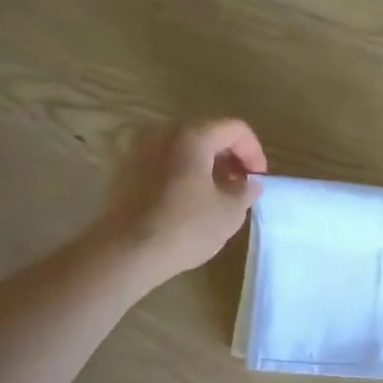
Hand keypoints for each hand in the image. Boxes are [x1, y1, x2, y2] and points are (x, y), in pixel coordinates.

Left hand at [97, 119, 266, 285]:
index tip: (258, 180)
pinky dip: (182, 172)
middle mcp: (164, 132)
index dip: (254, 152)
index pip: (236, 129)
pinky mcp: (125, 170)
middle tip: (240, 185)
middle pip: (208, 134)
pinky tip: (188, 200)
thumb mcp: (230, 212)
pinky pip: (164, 162)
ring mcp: (140, 149)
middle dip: (230, 157)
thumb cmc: (184, 227)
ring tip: (216, 194)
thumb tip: (249, 184)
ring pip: (184, 147)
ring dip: (205, 165)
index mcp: (193, 135)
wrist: (124, 253)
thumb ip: (246, 191)